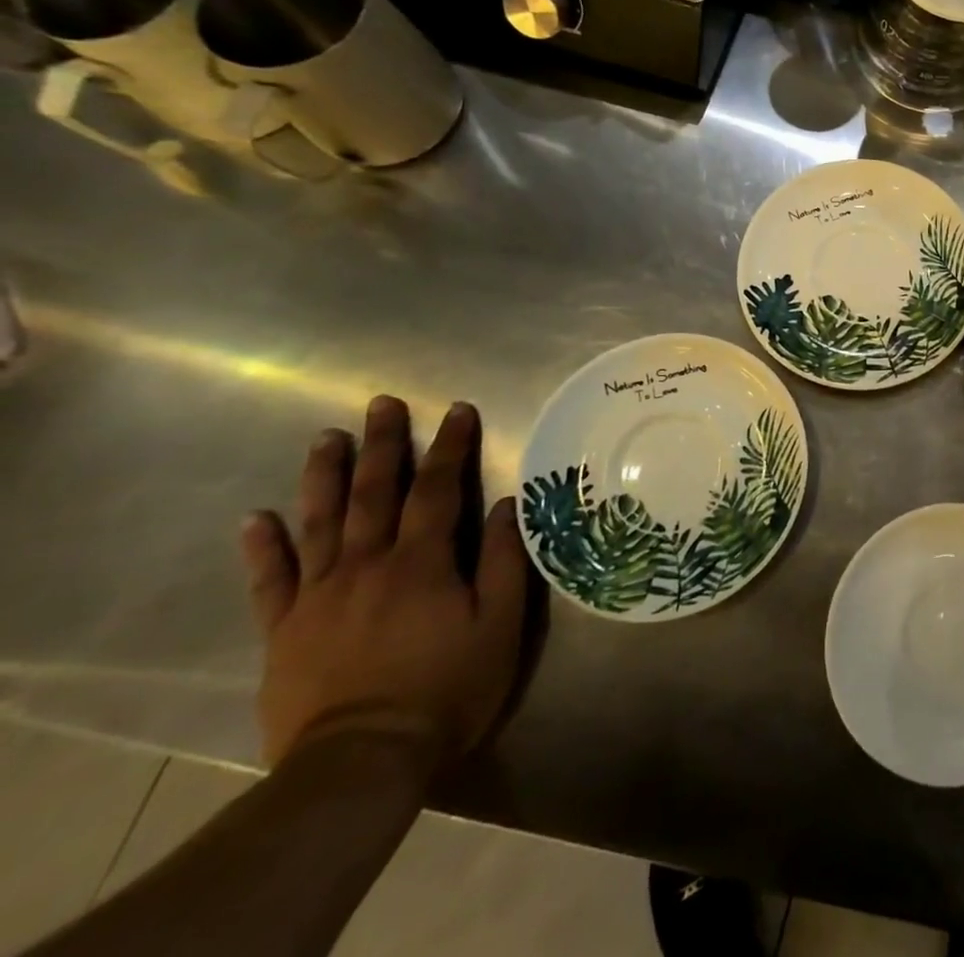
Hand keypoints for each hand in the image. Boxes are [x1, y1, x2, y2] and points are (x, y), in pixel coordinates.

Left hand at [240, 396, 527, 767]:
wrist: (361, 763)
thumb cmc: (448, 687)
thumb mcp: (501, 623)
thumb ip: (504, 560)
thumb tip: (505, 504)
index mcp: (422, 561)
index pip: (439, 488)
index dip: (451, 445)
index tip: (458, 410)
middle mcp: (367, 565)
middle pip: (375, 493)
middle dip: (383, 444)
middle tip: (382, 403)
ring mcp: (319, 597)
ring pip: (320, 523)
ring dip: (324, 476)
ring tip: (326, 437)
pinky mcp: (284, 632)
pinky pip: (269, 582)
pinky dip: (261, 549)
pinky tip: (255, 519)